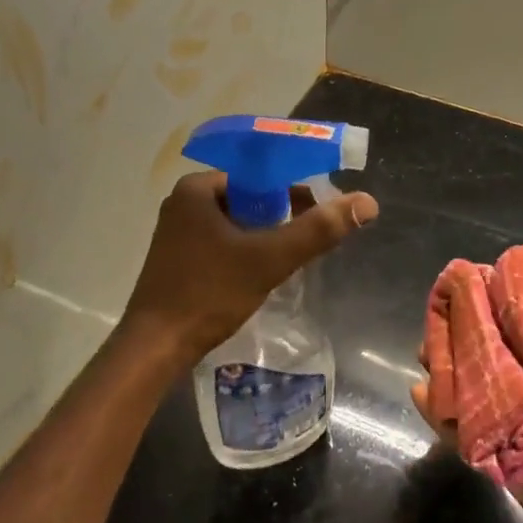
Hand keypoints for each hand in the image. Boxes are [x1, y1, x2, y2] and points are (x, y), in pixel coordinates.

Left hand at [123, 171, 378, 362]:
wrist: (156, 347)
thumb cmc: (209, 294)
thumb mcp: (269, 259)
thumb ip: (318, 230)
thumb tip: (367, 202)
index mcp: (197, 188)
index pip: (259, 175)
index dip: (295, 190)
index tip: (321, 211)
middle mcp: (183, 202)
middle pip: (248, 198)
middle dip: (282, 215)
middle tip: (311, 238)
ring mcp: (177, 231)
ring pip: (236, 222)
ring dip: (265, 235)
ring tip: (292, 257)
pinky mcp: (177, 258)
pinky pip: (221, 241)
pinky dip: (245, 250)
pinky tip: (262, 272)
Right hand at [410, 264, 522, 522]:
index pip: (517, 328)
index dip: (494, 306)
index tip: (470, 284)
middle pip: (485, 356)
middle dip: (459, 337)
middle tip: (437, 318)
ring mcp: (507, 423)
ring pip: (467, 389)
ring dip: (444, 369)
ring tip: (424, 351)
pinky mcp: (492, 454)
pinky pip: (459, 430)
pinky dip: (437, 412)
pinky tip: (421, 391)